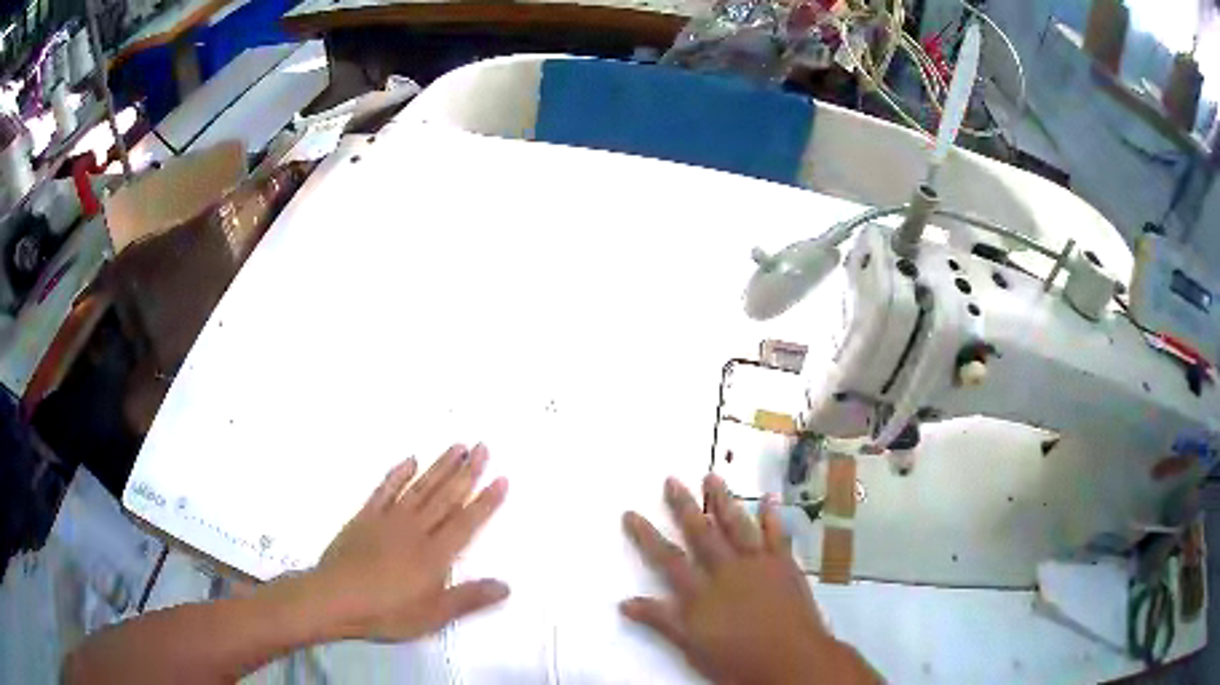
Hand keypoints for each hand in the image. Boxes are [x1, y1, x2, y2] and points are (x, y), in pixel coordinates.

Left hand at [308, 444, 509, 641]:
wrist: (335, 598)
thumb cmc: (387, 612)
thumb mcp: (433, 615)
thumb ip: (469, 599)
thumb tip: (507, 585)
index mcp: (434, 554)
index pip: (466, 522)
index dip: (486, 501)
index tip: (501, 478)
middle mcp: (415, 530)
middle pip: (445, 497)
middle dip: (467, 472)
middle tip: (483, 447)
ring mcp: (389, 520)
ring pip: (420, 488)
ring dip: (440, 467)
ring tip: (457, 446)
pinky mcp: (365, 517)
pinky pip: (385, 490)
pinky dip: (398, 473)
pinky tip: (410, 460)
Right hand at [621, 474, 876, 684]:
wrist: (792, 660)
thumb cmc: (738, 660)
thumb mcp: (692, 647)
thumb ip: (662, 621)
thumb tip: (625, 603)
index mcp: (702, 593)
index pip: (668, 559)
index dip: (647, 536)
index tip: (631, 513)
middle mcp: (727, 571)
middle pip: (702, 534)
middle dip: (684, 506)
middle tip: (672, 480)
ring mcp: (758, 564)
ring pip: (737, 526)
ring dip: (724, 501)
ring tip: (712, 476)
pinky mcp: (784, 565)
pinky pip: (777, 535)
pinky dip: (772, 516)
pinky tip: (768, 498)